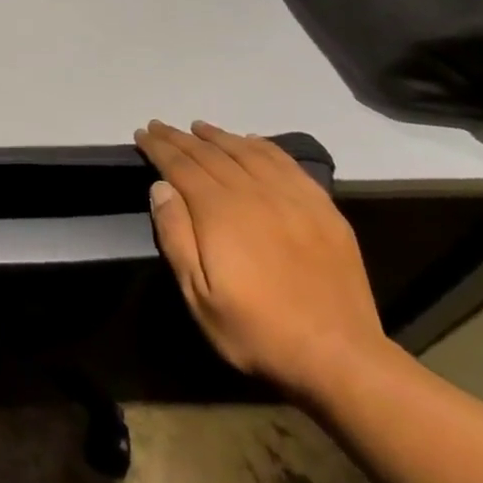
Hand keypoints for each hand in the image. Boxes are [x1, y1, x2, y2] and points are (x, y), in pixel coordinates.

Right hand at [136, 119, 388, 401]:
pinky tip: (251, 141)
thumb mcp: (198, 295)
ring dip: (219, 136)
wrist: (340, 356)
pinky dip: (263, 146)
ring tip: (199, 128)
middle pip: (210, 154)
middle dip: (180, 138)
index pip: (180, 166)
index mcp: (219, 211)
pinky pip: (286, 163)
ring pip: (247, 152)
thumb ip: (176, 236)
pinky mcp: (322, 209)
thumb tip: (160, 187)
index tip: (142, 133)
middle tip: (160, 126)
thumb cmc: (257, 329)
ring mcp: (292, 198)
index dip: (159, 147)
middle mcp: (254, 193)